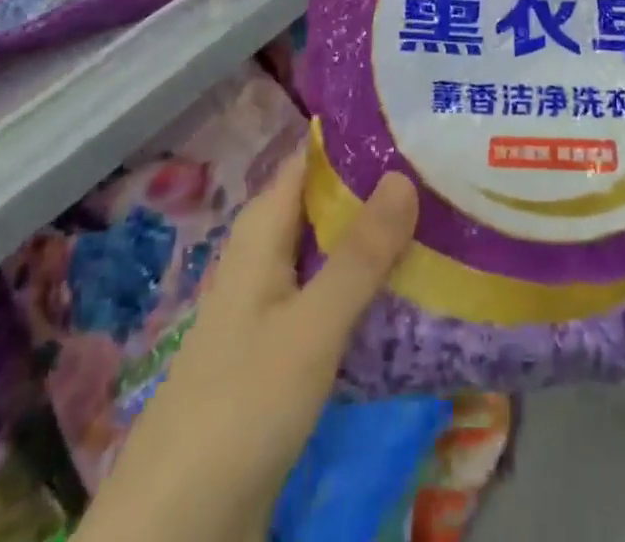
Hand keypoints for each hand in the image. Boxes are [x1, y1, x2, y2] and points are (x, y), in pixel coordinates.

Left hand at [76, 146, 417, 541]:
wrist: (175, 530)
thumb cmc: (240, 407)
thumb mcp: (310, 327)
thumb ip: (359, 255)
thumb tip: (404, 173)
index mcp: (264, 229)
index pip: (315, 158)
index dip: (361, 137)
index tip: (418, 124)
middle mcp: (269, 255)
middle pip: (331, 204)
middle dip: (384, 189)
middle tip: (449, 172)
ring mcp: (277, 305)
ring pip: (336, 253)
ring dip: (382, 240)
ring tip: (449, 220)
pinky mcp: (287, 351)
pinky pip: (335, 300)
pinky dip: (371, 288)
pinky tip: (418, 291)